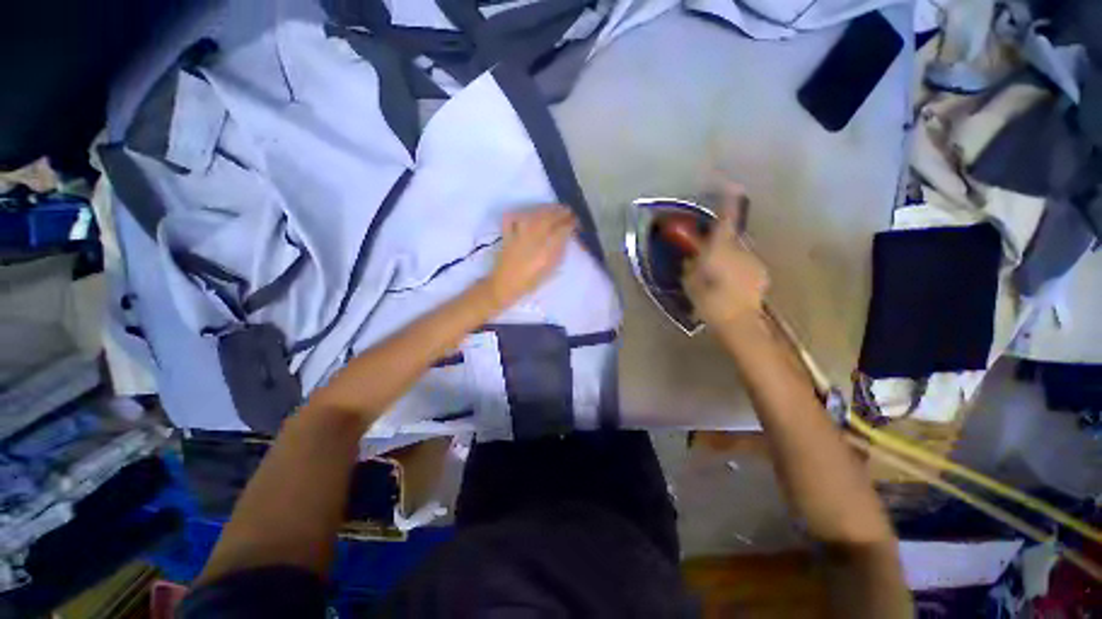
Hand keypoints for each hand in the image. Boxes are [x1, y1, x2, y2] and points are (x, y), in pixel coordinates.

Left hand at [485, 206, 575, 307]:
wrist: (505, 286)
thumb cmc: (529, 282)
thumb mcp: (549, 270)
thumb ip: (558, 252)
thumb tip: (565, 237)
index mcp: (546, 252)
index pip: (562, 231)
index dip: (570, 223)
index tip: (575, 221)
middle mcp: (533, 240)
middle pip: (548, 219)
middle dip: (560, 212)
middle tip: (568, 211)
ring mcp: (519, 236)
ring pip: (533, 216)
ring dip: (545, 210)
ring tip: (552, 209)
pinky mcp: (507, 235)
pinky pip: (512, 220)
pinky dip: (519, 214)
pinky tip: (526, 213)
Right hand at [683, 182, 769, 326]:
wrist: (738, 321)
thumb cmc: (709, 300)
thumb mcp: (690, 281)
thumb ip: (691, 265)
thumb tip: (692, 257)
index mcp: (721, 248)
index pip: (726, 218)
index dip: (728, 200)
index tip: (729, 184)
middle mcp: (741, 249)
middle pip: (731, 236)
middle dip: (720, 239)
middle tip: (707, 251)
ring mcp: (753, 261)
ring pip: (738, 251)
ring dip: (728, 255)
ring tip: (717, 273)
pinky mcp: (761, 274)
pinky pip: (746, 264)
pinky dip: (737, 268)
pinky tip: (730, 283)